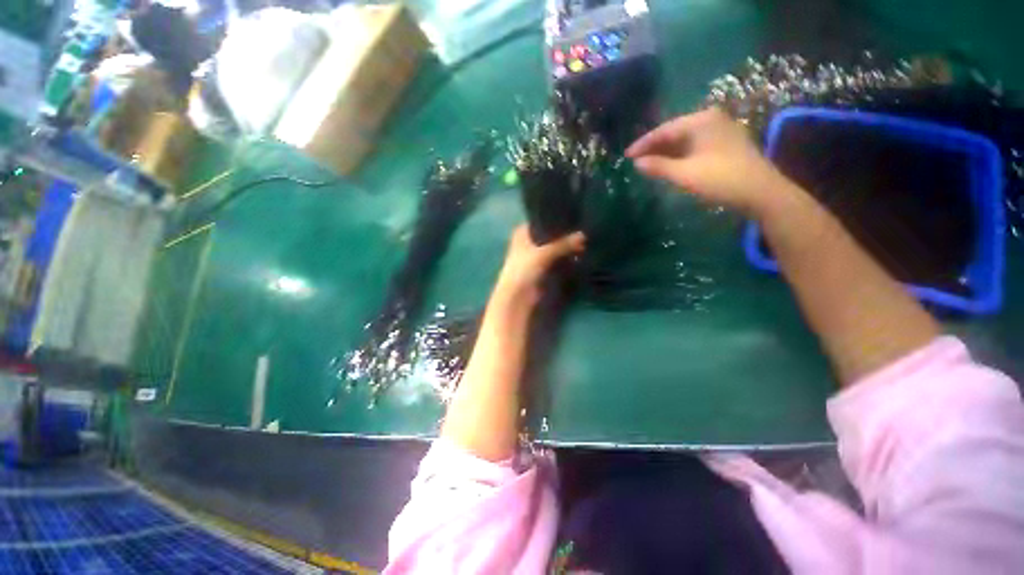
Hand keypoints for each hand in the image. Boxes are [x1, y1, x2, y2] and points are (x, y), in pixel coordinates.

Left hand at [493, 225, 585, 304]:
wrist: (518, 298)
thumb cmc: (523, 270)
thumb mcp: (543, 254)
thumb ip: (563, 244)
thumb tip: (583, 235)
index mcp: (523, 232)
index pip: (543, 220)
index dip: (557, 219)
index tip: (576, 216)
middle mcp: (530, 241)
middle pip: (551, 234)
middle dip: (566, 234)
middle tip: (586, 230)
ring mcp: (537, 255)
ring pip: (556, 247)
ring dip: (568, 247)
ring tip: (587, 241)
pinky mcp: (544, 268)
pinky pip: (559, 259)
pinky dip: (567, 258)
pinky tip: (581, 254)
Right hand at [626, 107, 795, 215]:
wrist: (761, 192)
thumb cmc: (721, 179)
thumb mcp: (685, 174)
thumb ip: (658, 167)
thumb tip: (637, 163)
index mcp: (701, 121)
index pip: (664, 130)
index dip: (643, 144)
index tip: (626, 156)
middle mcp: (711, 120)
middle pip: (674, 132)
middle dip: (654, 147)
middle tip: (635, 161)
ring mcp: (720, 131)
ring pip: (684, 140)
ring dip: (665, 152)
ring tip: (648, 165)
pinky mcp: (724, 144)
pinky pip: (694, 146)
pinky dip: (679, 156)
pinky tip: (669, 165)